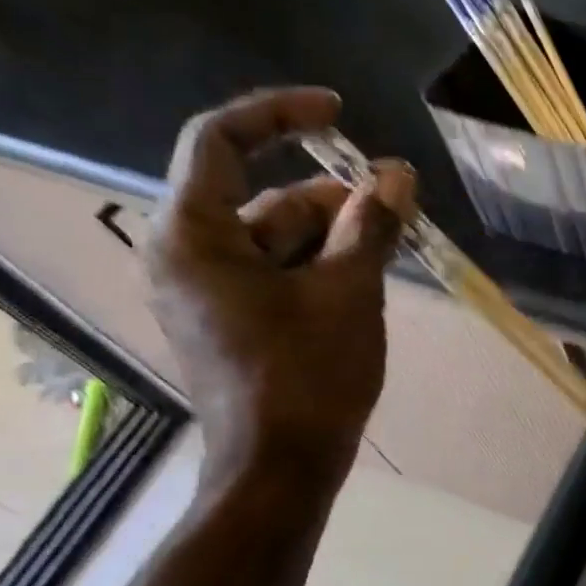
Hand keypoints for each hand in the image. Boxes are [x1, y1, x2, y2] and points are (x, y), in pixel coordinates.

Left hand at [146, 88, 416, 490]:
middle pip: (263, 199)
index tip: (338, 114)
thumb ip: (372, 226)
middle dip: (331, 200)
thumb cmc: (308, 377)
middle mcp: (187, 256)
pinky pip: (275, 276)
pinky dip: (318, 270)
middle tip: (395, 210)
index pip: (223, 141)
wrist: (279, 470)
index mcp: (195, 235)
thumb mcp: (349, 293)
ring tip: (389, 254)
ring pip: (275, 241)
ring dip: (333, 239)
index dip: (281, 114)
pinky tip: (364, 286)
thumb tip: (398, 174)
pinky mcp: (230, 325)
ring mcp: (207, 294)